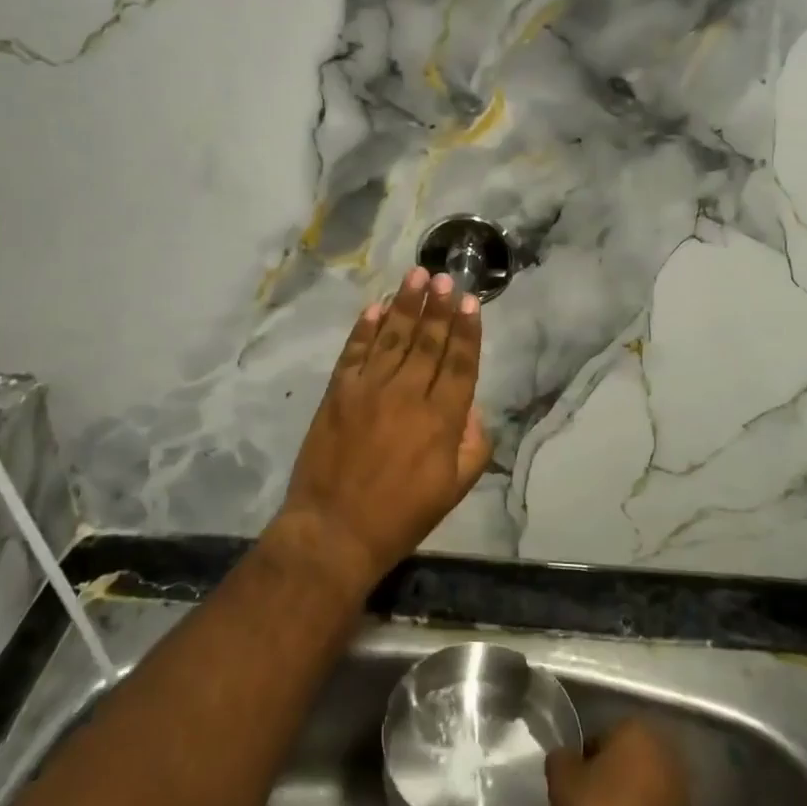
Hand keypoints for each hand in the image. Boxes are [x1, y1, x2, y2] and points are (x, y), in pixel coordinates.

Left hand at [277, 267, 492, 589]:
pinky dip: (365, 328)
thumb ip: (472, 444)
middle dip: (439, 306)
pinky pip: (355, 351)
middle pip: (428, 341)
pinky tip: (375, 307)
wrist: (335, 530)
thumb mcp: (454, 490)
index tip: (470, 302)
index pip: (460, 363)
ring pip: (393, 336)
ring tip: (416, 275)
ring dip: (406, 304)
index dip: (467, 331)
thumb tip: (471, 408)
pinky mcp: (339, 392)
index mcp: (441, 419)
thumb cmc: (401, 516)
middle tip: (445, 276)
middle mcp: (408, 394)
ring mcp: (369, 389)